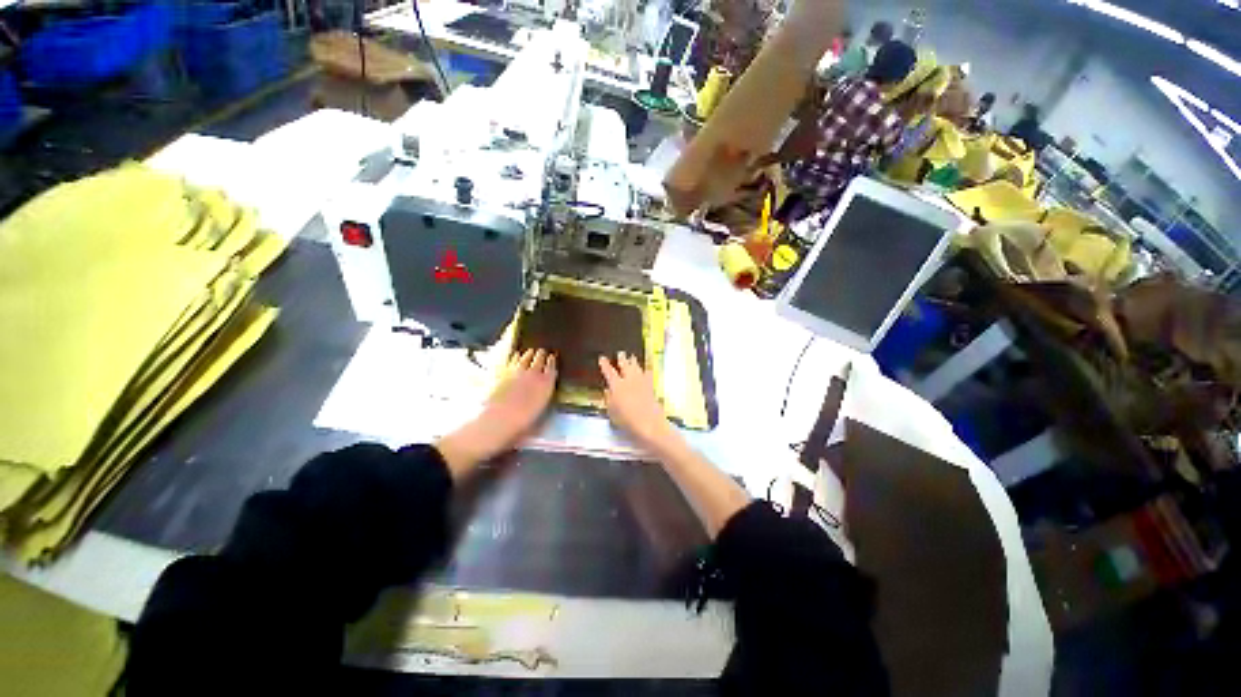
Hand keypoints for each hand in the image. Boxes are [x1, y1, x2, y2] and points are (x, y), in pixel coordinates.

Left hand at [437, 349, 555, 477]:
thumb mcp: (538, 420)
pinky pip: (512, 360)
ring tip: (531, 352)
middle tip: (543, 352)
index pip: (552, 369)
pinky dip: (515, 357)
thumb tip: (542, 401)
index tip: (553, 358)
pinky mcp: (502, 372)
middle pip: (540, 359)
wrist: (495, 423)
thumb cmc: (520, 427)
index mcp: (546, 387)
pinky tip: (516, 356)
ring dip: (529, 354)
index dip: (552, 363)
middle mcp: (534, 375)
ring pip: (526, 357)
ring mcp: (517, 372)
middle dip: (541, 355)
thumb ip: (541, 407)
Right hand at [599, 352, 673, 448]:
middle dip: (622, 358)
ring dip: (633, 361)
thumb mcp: (612, 412)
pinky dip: (646, 370)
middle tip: (621, 353)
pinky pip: (648, 374)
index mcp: (616, 385)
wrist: (649, 422)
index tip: (602, 358)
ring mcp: (641, 381)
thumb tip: (607, 390)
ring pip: (637, 367)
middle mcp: (629, 380)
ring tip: (632, 357)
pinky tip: (647, 369)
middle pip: (625, 365)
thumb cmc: (626, 420)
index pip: (609, 371)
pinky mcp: (651, 386)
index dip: (605, 364)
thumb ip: (608, 399)